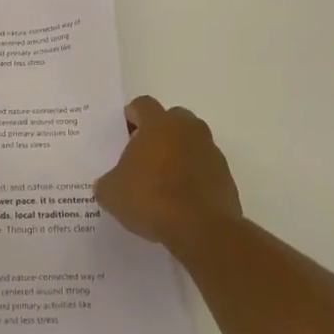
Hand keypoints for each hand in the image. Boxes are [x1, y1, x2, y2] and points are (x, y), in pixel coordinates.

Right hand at [94, 96, 242, 256]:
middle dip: (158, 132)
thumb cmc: (152, 199)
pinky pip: (204, 166)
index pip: (143, 104)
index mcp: (158, 124)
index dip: (131, 116)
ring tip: (163, 180)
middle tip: (144, 155)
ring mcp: (210, 150)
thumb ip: (107, 181)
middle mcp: (188, 129)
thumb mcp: (113, 194)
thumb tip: (108, 183)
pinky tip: (181, 198)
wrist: (202, 230)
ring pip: (191, 141)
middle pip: (171, 118)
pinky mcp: (225, 175)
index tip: (123, 133)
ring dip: (178, 153)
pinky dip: (194, 175)